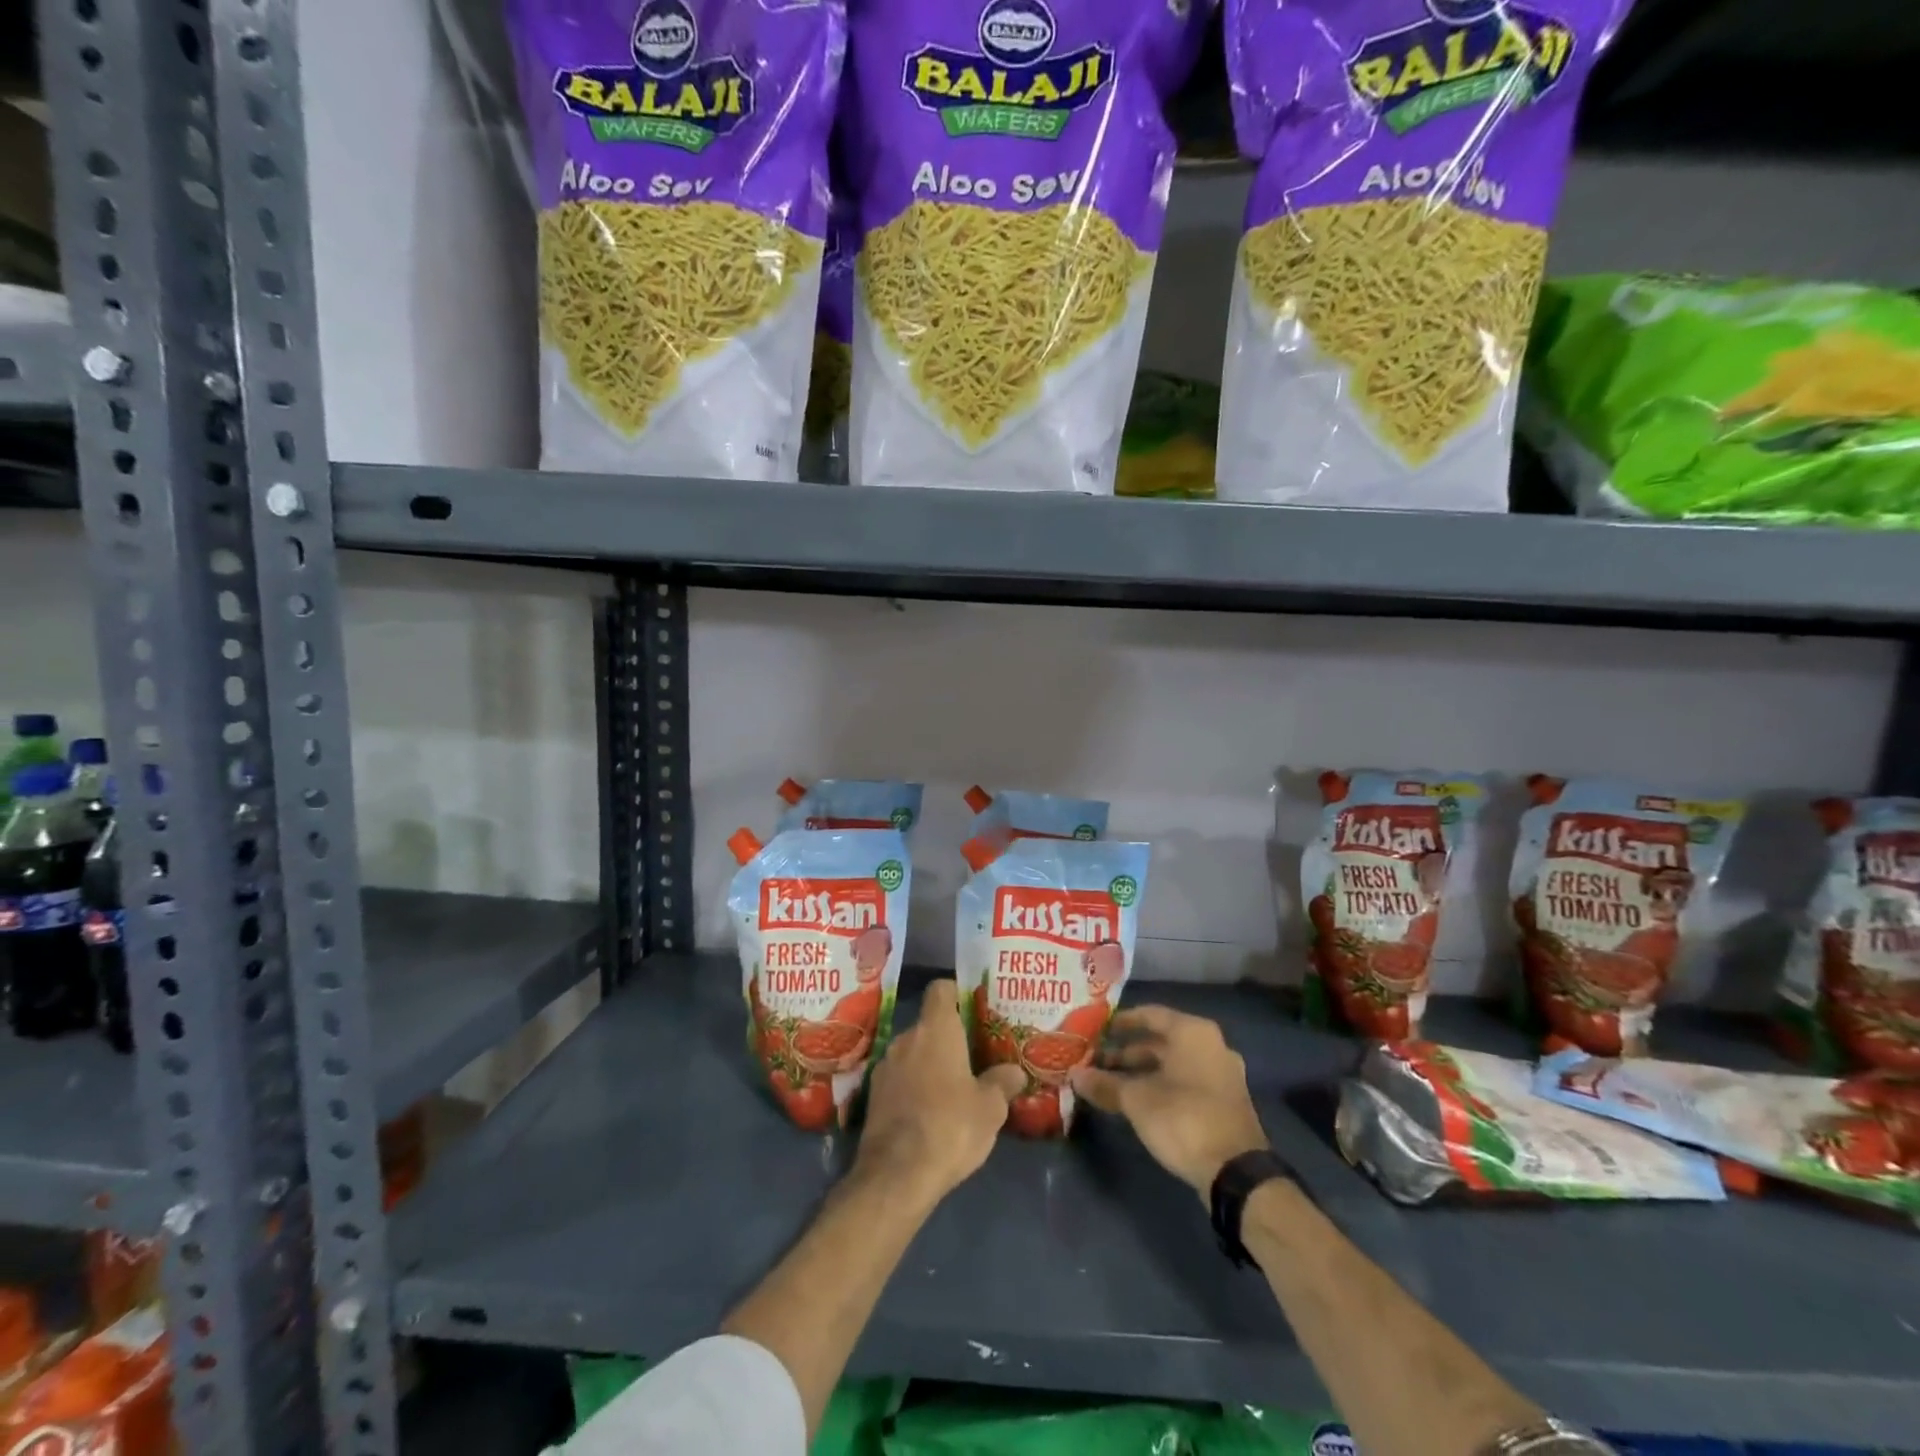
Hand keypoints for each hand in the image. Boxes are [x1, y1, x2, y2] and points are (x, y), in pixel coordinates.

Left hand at [854, 980, 1023, 1202]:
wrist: (896, 1174)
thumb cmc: (951, 1126)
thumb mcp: (990, 1108)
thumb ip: (1002, 1083)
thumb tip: (1014, 1071)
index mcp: (935, 1029)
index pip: (941, 989)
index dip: (957, 993)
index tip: (973, 1008)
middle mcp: (906, 1038)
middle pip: (928, 1025)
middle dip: (947, 1038)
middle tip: (972, 1057)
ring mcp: (885, 1066)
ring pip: (912, 1053)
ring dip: (929, 1064)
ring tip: (952, 1089)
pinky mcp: (873, 1095)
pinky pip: (899, 1079)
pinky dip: (913, 1087)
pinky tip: (929, 1113)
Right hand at [1070, 1005, 1269, 1197]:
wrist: (1236, 1173)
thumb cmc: (1183, 1118)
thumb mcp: (1136, 1100)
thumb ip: (1105, 1084)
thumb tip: (1074, 1075)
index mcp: (1192, 1032)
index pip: (1149, 1014)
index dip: (1120, 1022)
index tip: (1096, 1030)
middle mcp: (1211, 1045)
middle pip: (1161, 1041)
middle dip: (1127, 1052)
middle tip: (1097, 1061)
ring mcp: (1221, 1074)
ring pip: (1173, 1064)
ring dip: (1142, 1072)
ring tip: (1110, 1083)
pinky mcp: (1224, 1102)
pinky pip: (1186, 1082)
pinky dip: (1161, 1085)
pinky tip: (1137, 1102)